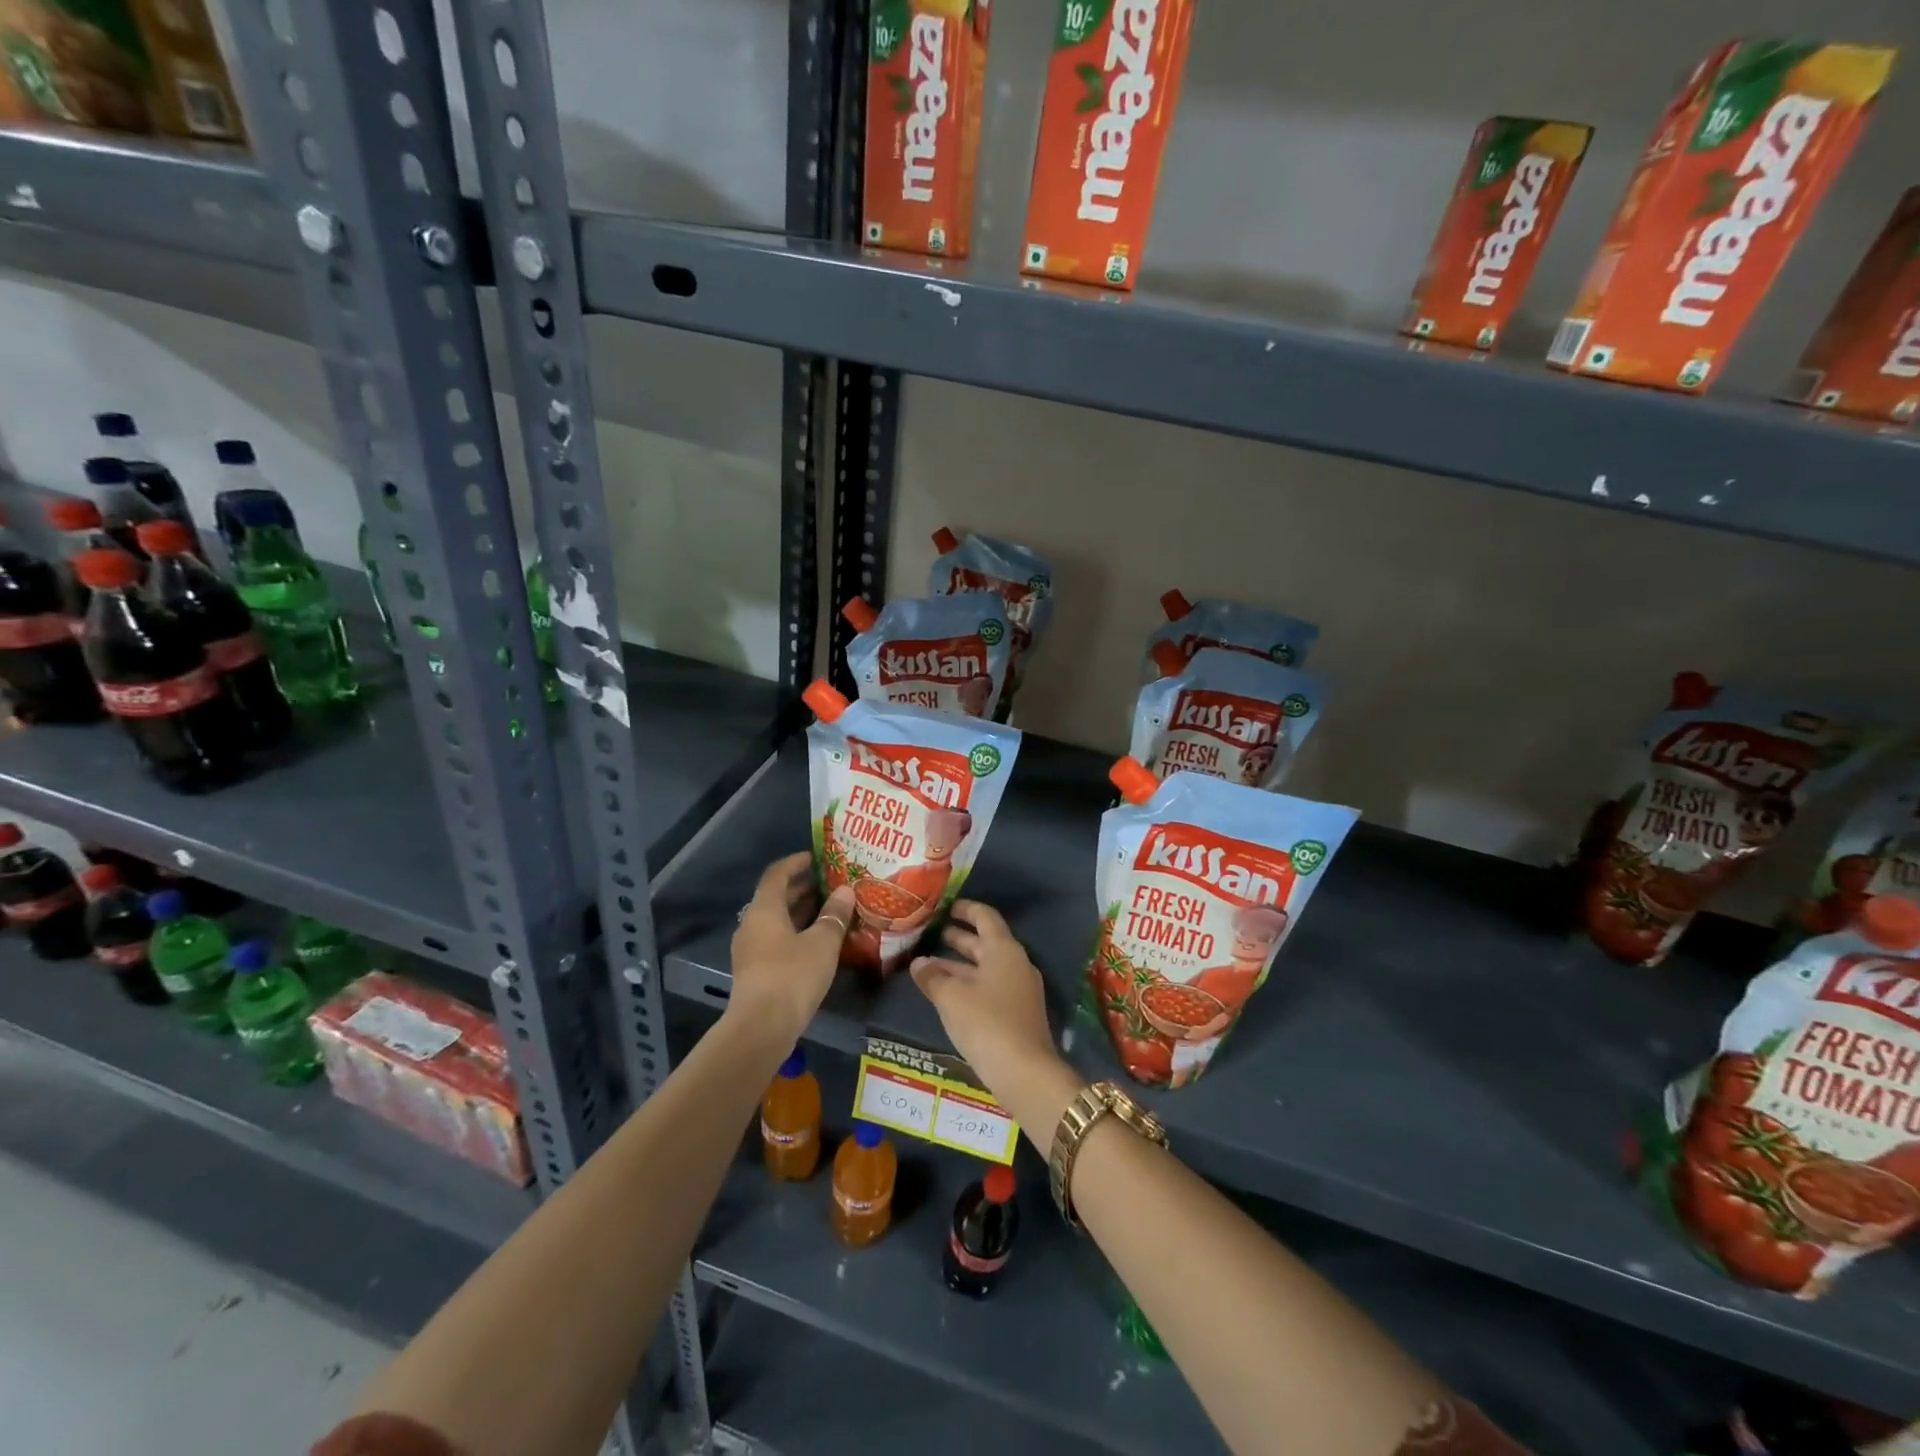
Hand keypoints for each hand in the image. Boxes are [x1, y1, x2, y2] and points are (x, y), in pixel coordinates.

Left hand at [728, 852, 854, 1045]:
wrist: (761, 1029)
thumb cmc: (792, 976)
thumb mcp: (822, 942)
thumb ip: (834, 915)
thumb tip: (845, 891)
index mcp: (764, 909)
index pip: (777, 873)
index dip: (797, 862)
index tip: (819, 857)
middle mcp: (752, 924)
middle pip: (777, 897)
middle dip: (804, 888)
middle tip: (833, 883)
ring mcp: (751, 949)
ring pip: (778, 921)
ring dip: (803, 912)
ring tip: (832, 909)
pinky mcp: (756, 971)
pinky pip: (777, 940)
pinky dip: (797, 933)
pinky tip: (820, 941)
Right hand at [910, 900, 1064, 1108]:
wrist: (1025, 1072)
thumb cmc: (986, 1023)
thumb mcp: (951, 997)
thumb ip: (933, 976)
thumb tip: (918, 963)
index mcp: (1004, 950)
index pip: (985, 917)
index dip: (966, 909)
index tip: (947, 906)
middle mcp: (1015, 963)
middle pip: (986, 943)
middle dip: (959, 938)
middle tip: (933, 934)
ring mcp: (1020, 990)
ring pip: (986, 968)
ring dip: (959, 965)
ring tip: (929, 965)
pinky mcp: (1018, 1013)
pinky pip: (990, 987)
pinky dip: (969, 985)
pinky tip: (947, 995)